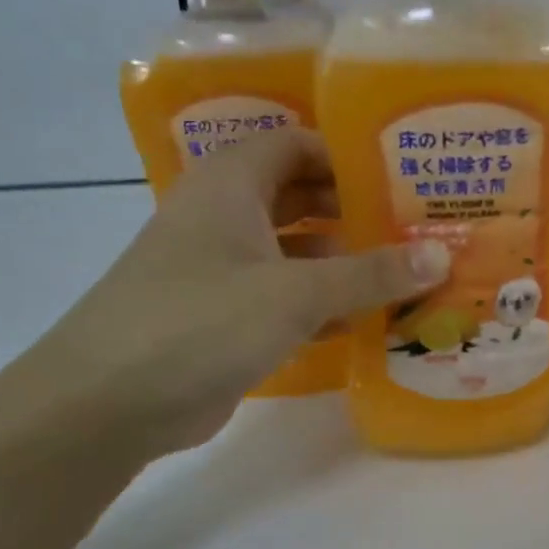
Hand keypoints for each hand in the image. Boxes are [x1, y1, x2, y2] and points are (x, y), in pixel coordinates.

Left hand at [21, 129, 448, 457]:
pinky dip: (322, 306)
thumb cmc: (200, 322)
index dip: (349, 156)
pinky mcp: (224, 319)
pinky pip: (284, 299)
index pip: (297, 145)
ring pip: (296, 253)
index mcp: (231, 185)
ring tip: (408, 277)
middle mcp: (224, 218)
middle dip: (356, 213)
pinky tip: (368, 322)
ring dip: (345, 265)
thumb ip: (370, 275)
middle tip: (418, 230)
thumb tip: (442, 256)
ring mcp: (222, 271)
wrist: (106, 404)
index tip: (404, 179)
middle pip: (301, 199)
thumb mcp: (295, 293)